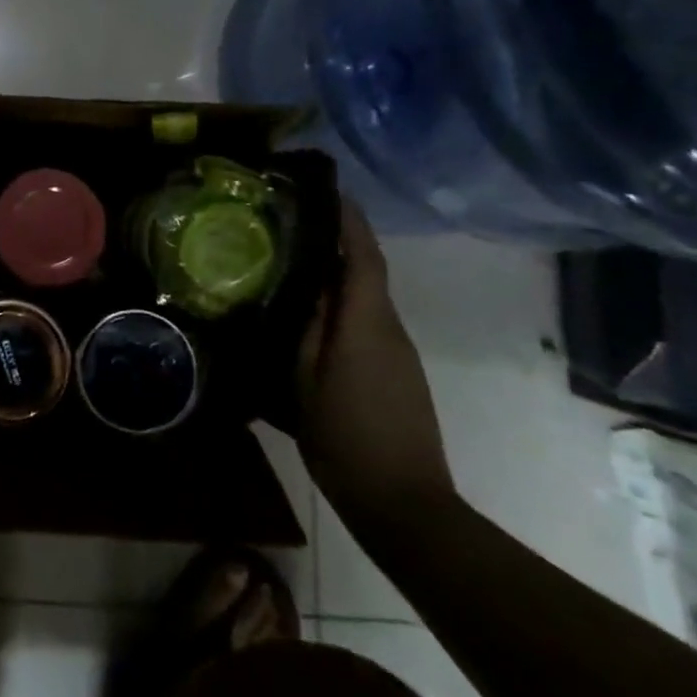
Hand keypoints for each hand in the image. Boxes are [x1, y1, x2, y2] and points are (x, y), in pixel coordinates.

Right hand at [296, 197, 455, 538]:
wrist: (406, 506)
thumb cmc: (345, 438)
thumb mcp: (304, 380)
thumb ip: (304, 327)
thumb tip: (299, 283)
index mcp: (367, 323)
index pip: (364, 255)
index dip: (349, 219)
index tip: (326, 190)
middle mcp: (390, 328)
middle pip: (366, 271)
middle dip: (335, 241)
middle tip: (290, 223)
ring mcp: (399, 352)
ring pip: (365, 297)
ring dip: (337, 275)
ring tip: (292, 263)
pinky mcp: (399, 372)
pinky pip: (368, 321)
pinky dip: (344, 305)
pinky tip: (312, 315)